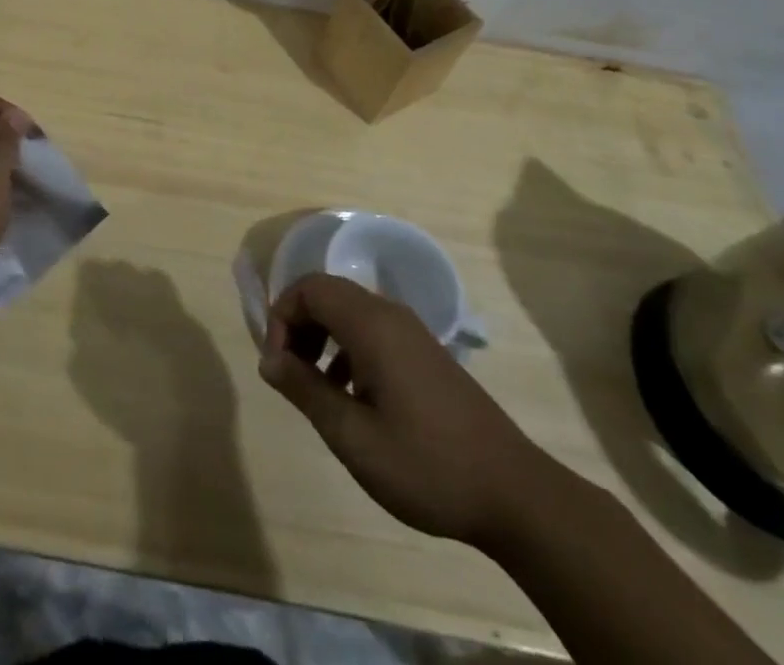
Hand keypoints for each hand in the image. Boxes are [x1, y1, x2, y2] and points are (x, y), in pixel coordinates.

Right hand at [260, 273, 560, 551]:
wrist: (516, 495)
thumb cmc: (427, 465)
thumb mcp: (353, 436)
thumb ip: (305, 390)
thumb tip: (268, 360)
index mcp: (371, 325)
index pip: (309, 288)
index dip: (281, 317)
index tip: (276, 365)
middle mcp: (390, 315)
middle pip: (327, 294)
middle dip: (298, 326)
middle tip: (290, 374)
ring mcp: (412, 333)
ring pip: (349, 313)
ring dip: (321, 338)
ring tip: (316, 389)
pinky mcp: (425, 355)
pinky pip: (372, 332)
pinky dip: (347, 350)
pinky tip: (352, 399)